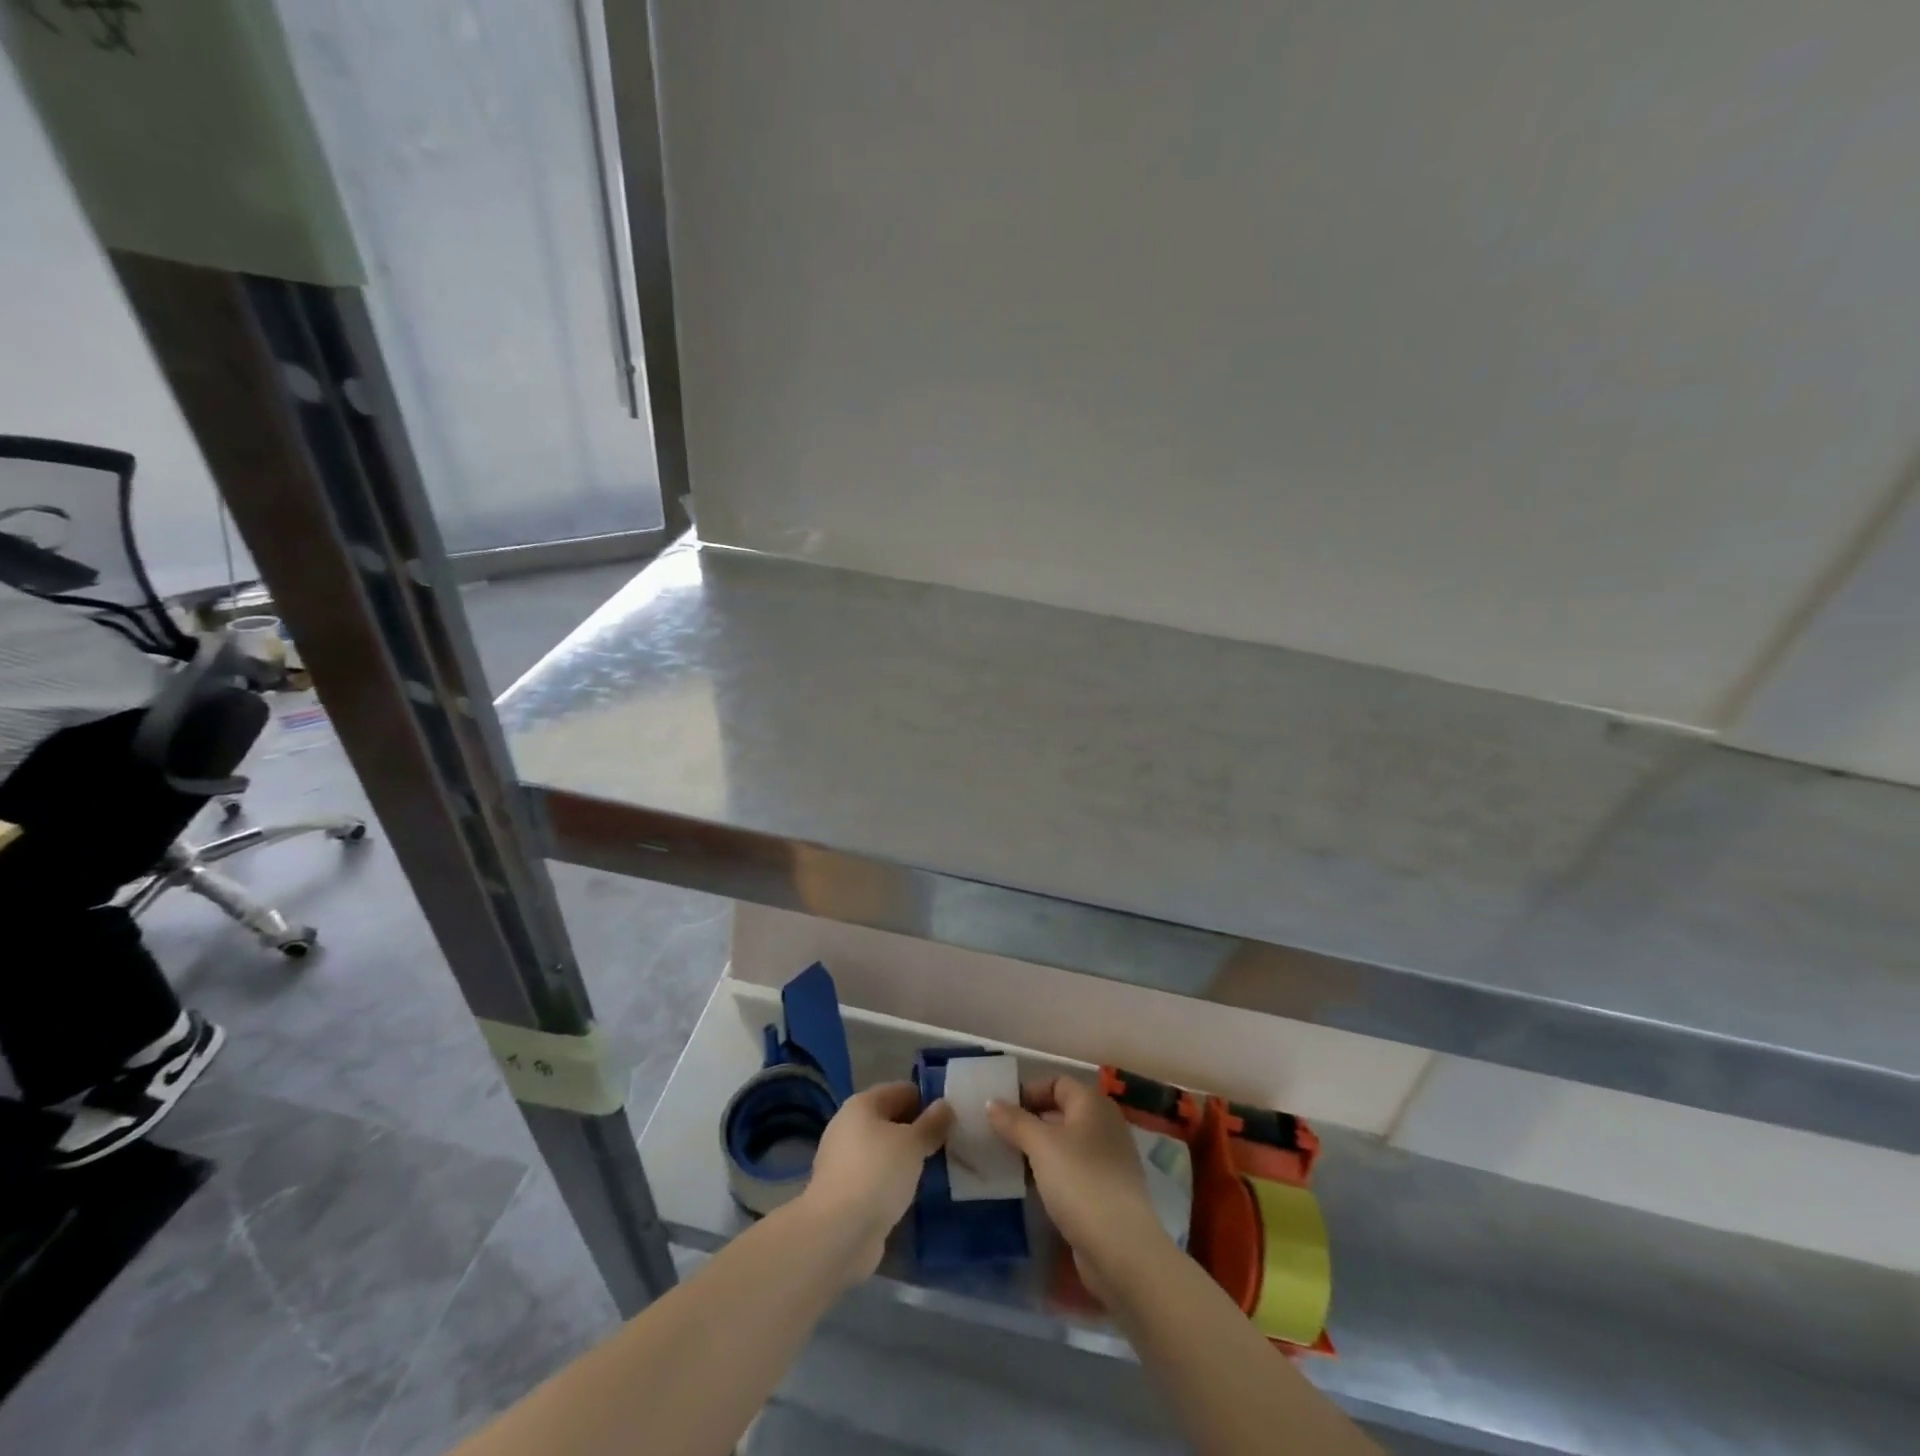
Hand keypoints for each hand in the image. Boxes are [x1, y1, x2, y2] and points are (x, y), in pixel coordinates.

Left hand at [796, 1082, 952, 1281]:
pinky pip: (877, 1177)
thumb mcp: (913, 1144)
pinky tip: (912, 1194)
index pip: (902, 1090)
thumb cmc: (877, 1174)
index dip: (927, 1101)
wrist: (838, 1234)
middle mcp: (849, 1127)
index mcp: (862, 1104)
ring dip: (906, 1159)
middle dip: (918, 1131)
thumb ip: (932, 1124)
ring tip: (935, 1170)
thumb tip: (945, 1105)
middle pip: (891, 1120)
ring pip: (884, 1151)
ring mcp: (844, 1161)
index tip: (951, 1120)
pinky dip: (893, 1182)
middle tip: (947, 1145)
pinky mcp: (845, 1193)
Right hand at [987, 1076, 1172, 1302]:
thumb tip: (991, 1102)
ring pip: (1066, 1145)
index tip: (1000, 1111)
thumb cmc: (1080, 1181)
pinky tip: (1032, 1189)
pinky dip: (1052, 1174)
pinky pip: (1073, 1171)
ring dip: (1039, 1151)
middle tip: (998, 1137)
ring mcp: (1109, 1160)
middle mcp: (1105, 1125)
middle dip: (1030, 1122)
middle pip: (1061, 1112)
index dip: (1029, 1092)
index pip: (1056, 1083)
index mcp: (1093, 1104)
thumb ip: (1014, 1121)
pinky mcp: (1106, 1192)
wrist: (1121, 1248)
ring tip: (1009, 1163)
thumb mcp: (1041, 1145)